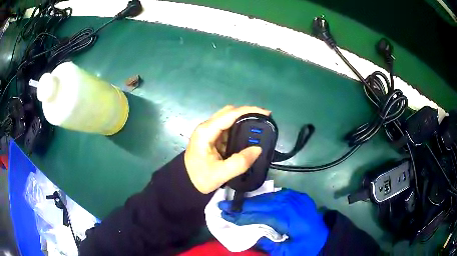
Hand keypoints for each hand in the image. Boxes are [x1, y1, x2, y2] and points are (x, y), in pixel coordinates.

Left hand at [184, 105, 270, 193]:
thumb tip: (258, 149)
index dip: (248, 111)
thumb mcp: (220, 174)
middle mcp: (207, 127)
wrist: (186, 182)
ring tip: (260, 125)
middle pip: (229, 112)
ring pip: (228, 119)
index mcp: (206, 132)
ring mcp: (209, 131)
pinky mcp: (212, 137)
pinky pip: (228, 127)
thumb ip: (240, 162)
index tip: (265, 113)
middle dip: (247, 113)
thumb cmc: (200, 178)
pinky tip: (249, 134)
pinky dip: (239, 128)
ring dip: (244, 119)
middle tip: (264, 119)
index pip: (230, 114)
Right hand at [218, 189, 328, 255]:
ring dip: (251, 201)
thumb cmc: (305, 248)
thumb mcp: (286, 252)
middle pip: (264, 204)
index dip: (243, 216)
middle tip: (223, 206)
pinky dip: (264, 198)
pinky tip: (255, 202)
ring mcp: (298, 198)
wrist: (324, 238)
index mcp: (292, 220)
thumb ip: (268, 243)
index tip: (226, 215)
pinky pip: (278, 194)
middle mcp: (294, 205)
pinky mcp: (299, 196)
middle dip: (242, 206)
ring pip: (269, 197)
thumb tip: (250, 233)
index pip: (262, 216)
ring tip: (235, 204)